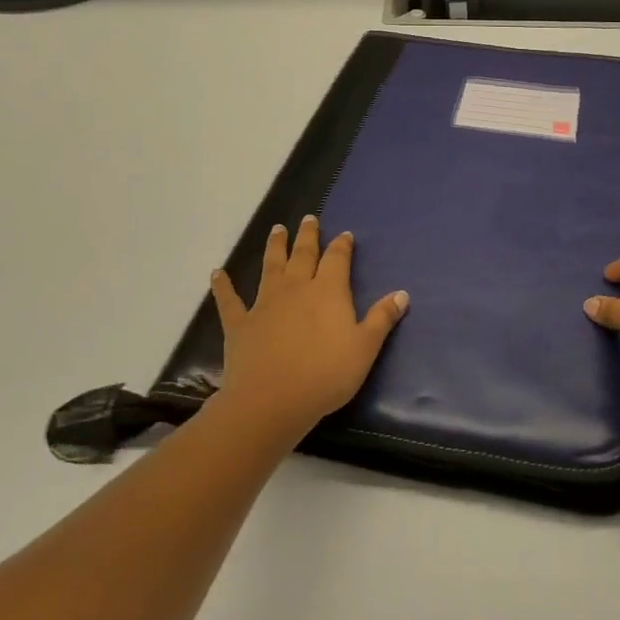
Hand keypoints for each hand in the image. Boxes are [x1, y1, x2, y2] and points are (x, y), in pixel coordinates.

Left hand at [210, 215, 408, 440]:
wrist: (271, 401)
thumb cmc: (326, 375)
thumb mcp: (365, 348)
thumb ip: (382, 319)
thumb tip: (402, 293)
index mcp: (328, 291)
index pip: (337, 259)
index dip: (342, 246)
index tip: (345, 235)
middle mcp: (296, 288)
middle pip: (303, 254)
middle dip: (308, 236)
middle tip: (308, 219)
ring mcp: (265, 303)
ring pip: (270, 267)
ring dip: (274, 247)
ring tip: (276, 230)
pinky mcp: (239, 323)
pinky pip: (229, 300)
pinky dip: (223, 285)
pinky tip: (217, 273)